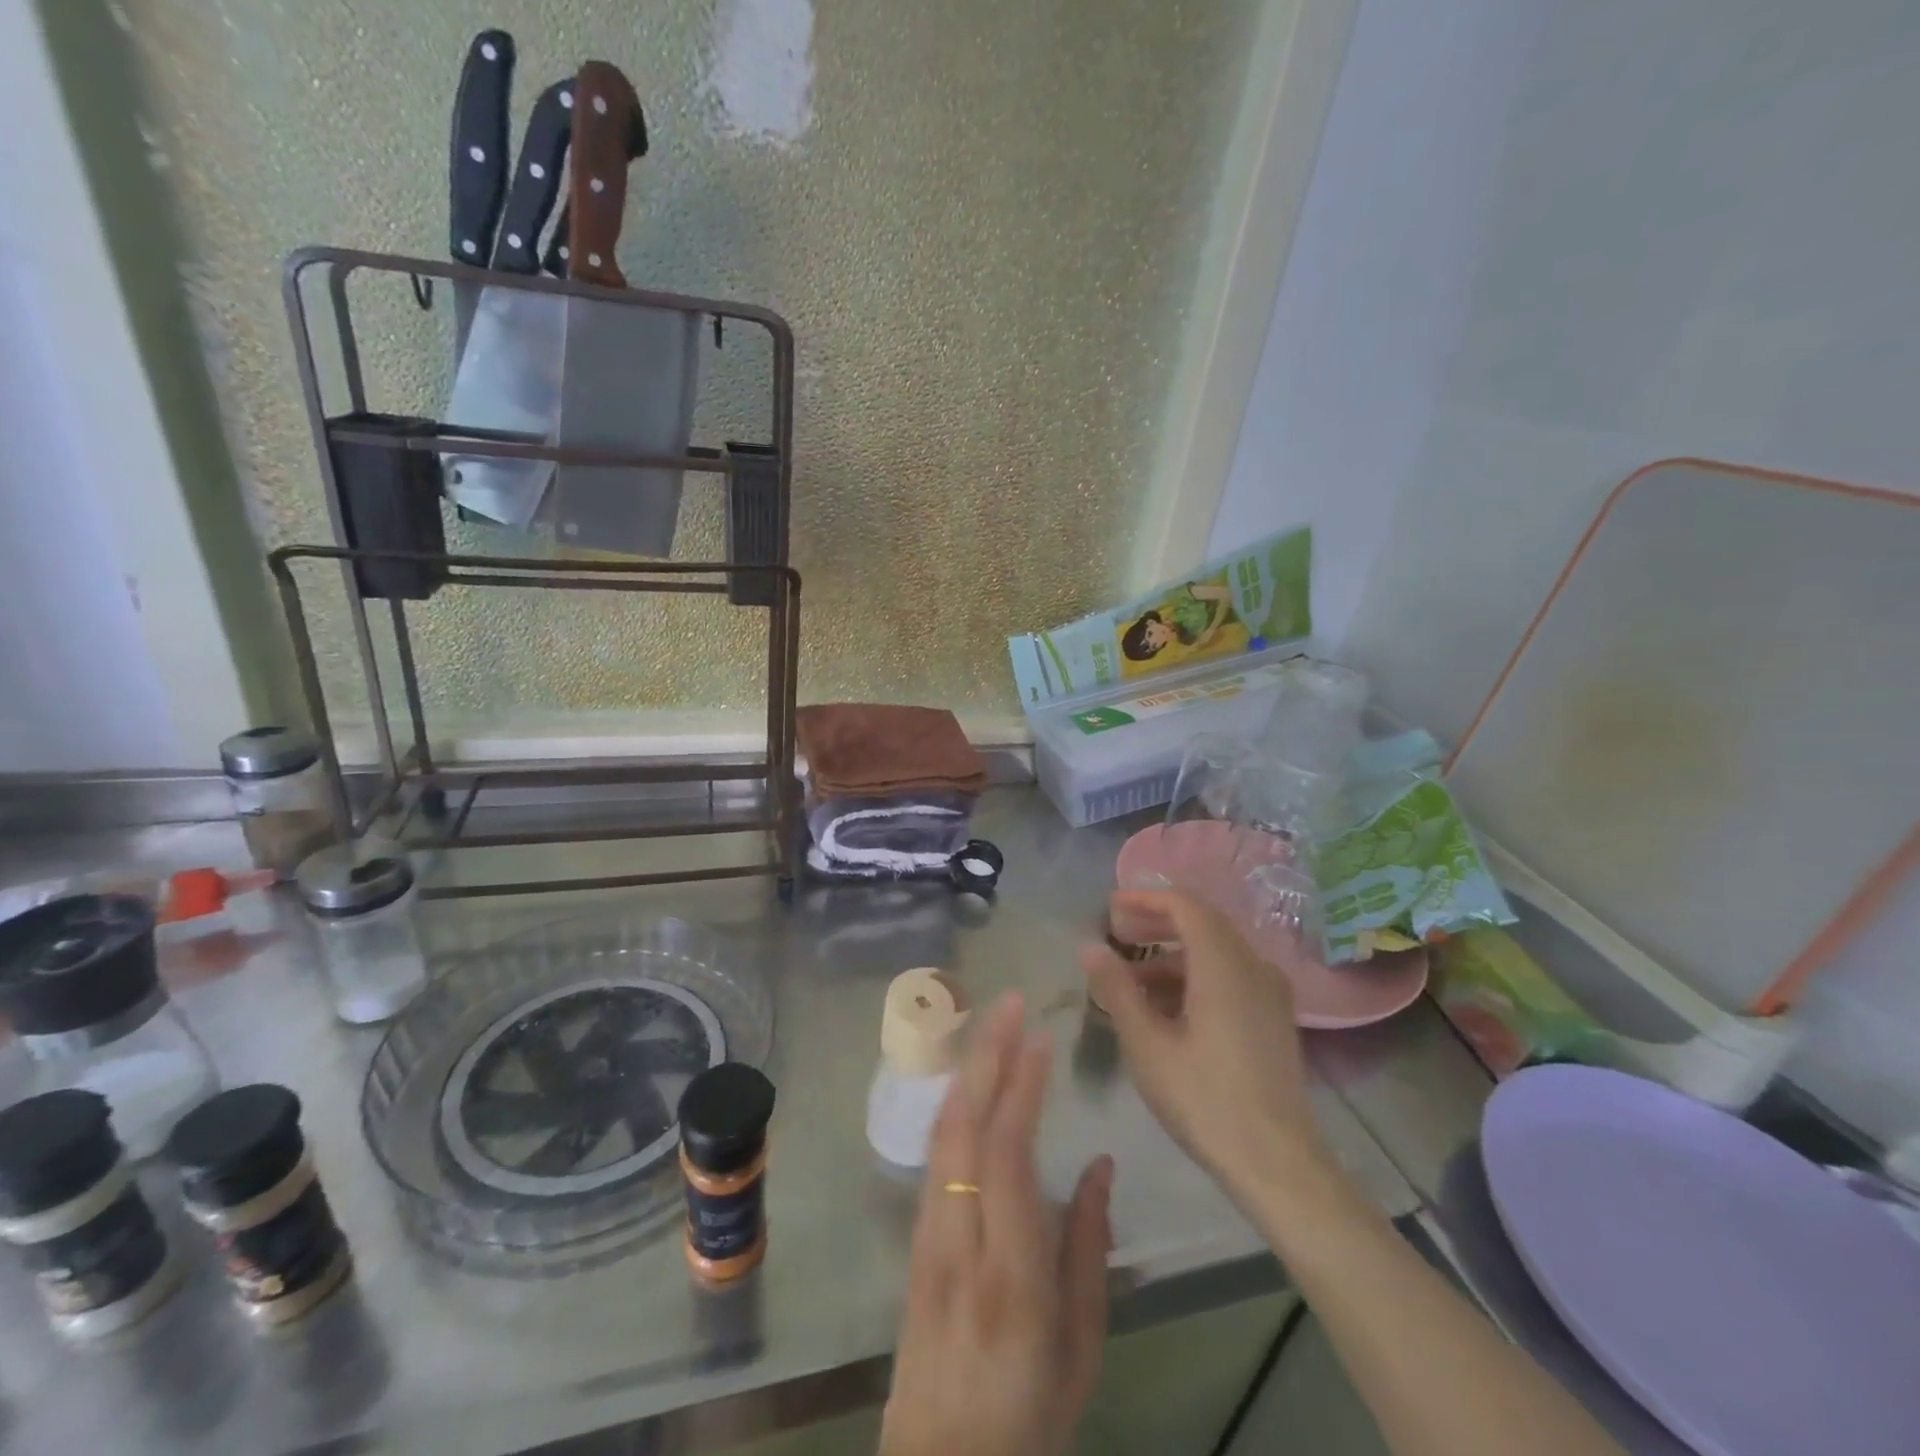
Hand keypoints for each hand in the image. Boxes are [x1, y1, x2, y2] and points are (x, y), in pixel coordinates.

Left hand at [880, 993, 1113, 1455]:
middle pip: (965, 1127)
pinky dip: (953, 1104)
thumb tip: (1099, 1164)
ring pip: (942, 1133)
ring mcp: (927, 1236)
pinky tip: (969, 1079)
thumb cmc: (1030, 1412)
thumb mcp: (1082, 1346)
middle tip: (1011, 1002)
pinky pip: (933, 1155)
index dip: (1021, 1090)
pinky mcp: (914, 1239)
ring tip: (992, 1024)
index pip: (1007, 1156)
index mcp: (1012, 1271)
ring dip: (968, 1069)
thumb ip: (1089, 1248)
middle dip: (988, 1055)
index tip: (1040, 1039)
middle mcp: (959, 1240)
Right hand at [1082, 889, 1328, 1207]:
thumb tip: (1089, 945)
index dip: (1144, 899)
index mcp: (1223, 964)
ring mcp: (1269, 991)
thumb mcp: (1147, 1044)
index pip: (1184, 904)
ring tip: (1131, 978)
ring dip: (1172, 953)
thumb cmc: (1205, 1100)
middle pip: (1202, 922)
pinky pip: (1230, 974)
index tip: (1110, 909)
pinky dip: (1195, 974)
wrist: (1279, 1164)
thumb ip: (1116, 988)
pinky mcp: (1273, 1016)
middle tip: (1116, 933)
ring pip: (1216, 950)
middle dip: (1156, 922)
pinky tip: (1166, 1006)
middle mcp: (1252, 965)